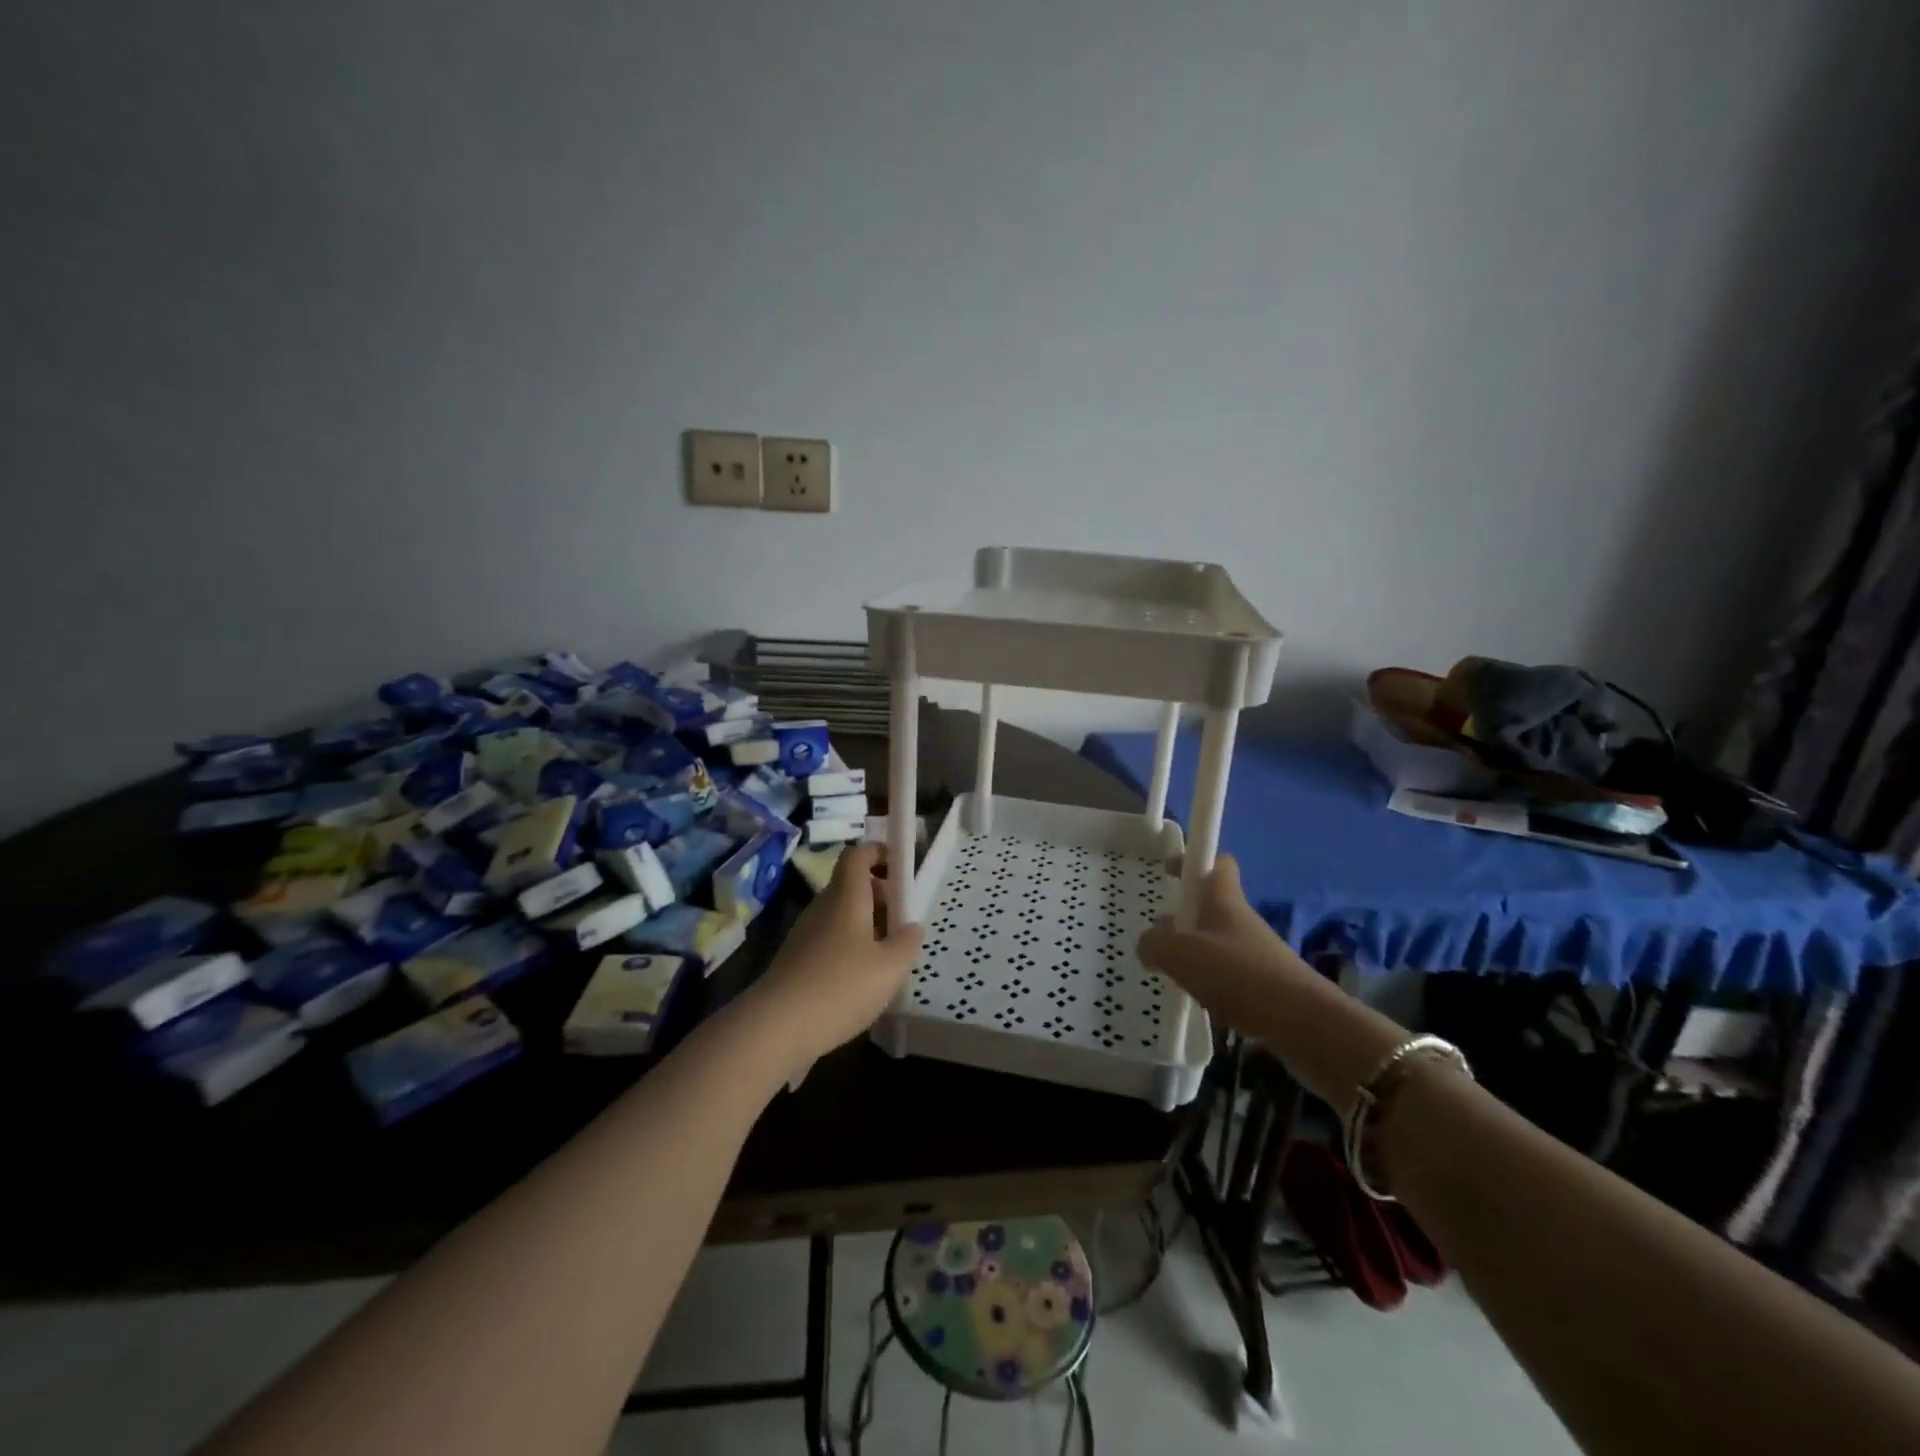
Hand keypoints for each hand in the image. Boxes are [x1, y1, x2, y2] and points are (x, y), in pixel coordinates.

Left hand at [742, 843, 923, 1068]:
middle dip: (880, 895)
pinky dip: (849, 947)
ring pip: (841, 915)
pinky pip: (829, 940)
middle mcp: (823, 907)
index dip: (879, 853)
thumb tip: (912, 927)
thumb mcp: (890, 967)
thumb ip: (907, 943)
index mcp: (846, 897)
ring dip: (866, 924)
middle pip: (851, 885)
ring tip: (888, 955)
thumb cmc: (841, 987)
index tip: (902, 868)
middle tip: (903, 920)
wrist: (776, 1027)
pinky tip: (862, 979)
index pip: (858, 855)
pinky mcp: (796, 960)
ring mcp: (805, 934)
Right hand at [1138, 854, 1407, 1108]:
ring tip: (1170, 974)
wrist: (1306, 1027)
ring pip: (1216, 942)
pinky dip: (1208, 982)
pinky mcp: (1264, 986)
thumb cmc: (1240, 977)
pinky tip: (1197, 1001)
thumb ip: (1154, 944)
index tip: (1169, 871)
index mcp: (1224, 901)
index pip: (1216, 863)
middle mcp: (1242, 921)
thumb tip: (1147, 945)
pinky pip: (1227, 974)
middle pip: (1211, 906)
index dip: (1193, 861)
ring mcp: (1256, 954)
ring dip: (1192, 953)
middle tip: (1157, 935)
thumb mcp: (1181, 955)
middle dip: (1183, 915)